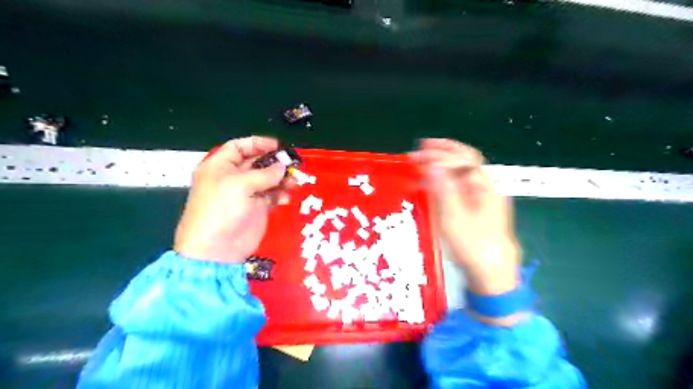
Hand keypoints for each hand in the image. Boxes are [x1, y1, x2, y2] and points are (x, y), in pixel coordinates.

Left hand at [176, 136, 291, 264]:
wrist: (217, 249)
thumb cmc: (222, 210)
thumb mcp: (240, 186)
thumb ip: (264, 174)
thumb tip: (282, 167)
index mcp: (220, 166)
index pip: (239, 147)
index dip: (258, 144)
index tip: (278, 146)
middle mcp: (233, 177)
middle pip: (257, 163)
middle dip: (275, 163)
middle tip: (293, 166)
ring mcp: (246, 193)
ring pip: (268, 179)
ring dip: (282, 180)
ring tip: (293, 183)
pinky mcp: (256, 208)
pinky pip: (272, 196)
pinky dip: (280, 195)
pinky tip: (285, 199)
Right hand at [407, 138, 516, 294]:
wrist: (491, 270)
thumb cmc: (473, 244)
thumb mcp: (455, 217)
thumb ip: (444, 189)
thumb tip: (433, 164)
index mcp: (485, 185)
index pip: (462, 159)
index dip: (440, 154)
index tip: (419, 155)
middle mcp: (486, 185)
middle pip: (466, 159)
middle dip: (444, 150)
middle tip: (422, 146)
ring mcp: (483, 196)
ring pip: (463, 171)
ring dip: (444, 162)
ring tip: (425, 159)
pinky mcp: (477, 206)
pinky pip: (460, 184)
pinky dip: (445, 178)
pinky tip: (433, 182)